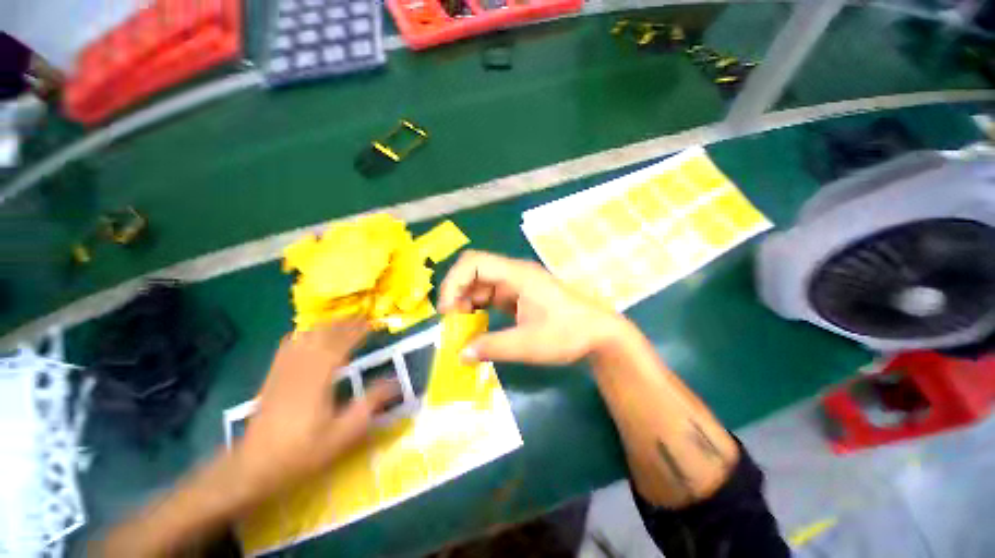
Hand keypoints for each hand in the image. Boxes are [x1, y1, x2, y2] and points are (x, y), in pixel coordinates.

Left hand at [236, 319, 397, 494]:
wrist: (253, 469)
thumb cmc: (302, 452)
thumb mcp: (344, 434)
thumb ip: (370, 405)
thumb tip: (396, 383)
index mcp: (319, 378)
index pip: (341, 344)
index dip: (358, 330)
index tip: (374, 322)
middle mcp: (299, 368)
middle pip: (323, 335)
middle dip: (345, 323)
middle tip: (363, 317)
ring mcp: (282, 370)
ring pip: (305, 337)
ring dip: (326, 325)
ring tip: (342, 321)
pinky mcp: (272, 377)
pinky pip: (288, 345)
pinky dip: (303, 334)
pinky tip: (309, 335)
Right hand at [438, 250, 630, 364]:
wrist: (599, 334)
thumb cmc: (568, 334)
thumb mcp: (528, 344)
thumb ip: (492, 347)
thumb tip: (460, 355)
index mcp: (518, 275)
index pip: (474, 263)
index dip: (453, 282)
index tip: (447, 311)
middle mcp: (515, 274)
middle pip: (474, 270)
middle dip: (457, 292)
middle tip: (452, 320)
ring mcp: (517, 284)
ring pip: (480, 283)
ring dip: (466, 301)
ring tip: (461, 325)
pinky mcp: (519, 296)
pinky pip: (490, 295)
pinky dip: (478, 307)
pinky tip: (476, 323)